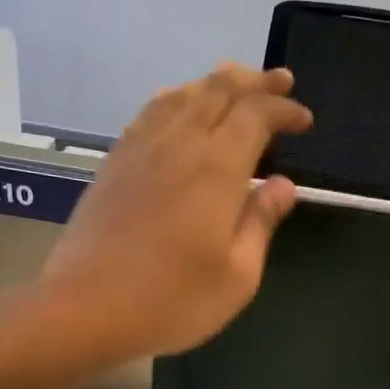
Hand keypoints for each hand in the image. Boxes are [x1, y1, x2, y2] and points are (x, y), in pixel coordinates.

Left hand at [39, 64, 311, 365]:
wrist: (86, 307)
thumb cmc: (172, 300)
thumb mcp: (237, 276)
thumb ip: (261, 223)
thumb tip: (283, 185)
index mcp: (217, 168)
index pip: (256, 114)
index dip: (284, 110)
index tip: (304, 121)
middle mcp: (179, 144)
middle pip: (219, 89)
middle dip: (255, 80)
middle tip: (279, 82)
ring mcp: (140, 149)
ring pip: (182, 94)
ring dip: (214, 83)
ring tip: (235, 86)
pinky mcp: (114, 162)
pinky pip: (150, 111)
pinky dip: (176, 99)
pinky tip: (178, 108)